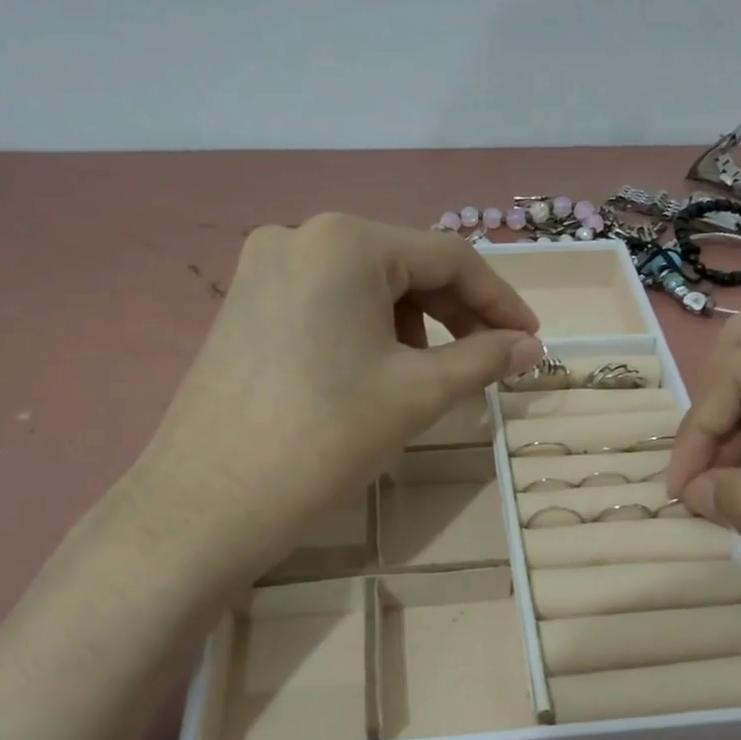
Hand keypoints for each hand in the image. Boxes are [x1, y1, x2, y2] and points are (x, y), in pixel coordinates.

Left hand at [128, 215, 541, 584]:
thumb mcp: (418, 394)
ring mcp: (263, 269)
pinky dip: (367, 328)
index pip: (449, 257)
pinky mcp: (245, 304)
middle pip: (404, 264)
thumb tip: (532, 347)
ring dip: (412, 321)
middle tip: (489, 359)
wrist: (207, 503)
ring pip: (365, 284)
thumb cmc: (325, 438)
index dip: (500, 300)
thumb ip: (484, 359)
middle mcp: (300, 236)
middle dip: (455, 312)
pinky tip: (375, 371)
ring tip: (429, 374)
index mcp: (347, 241)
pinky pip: (327, 302)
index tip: (531, 340)